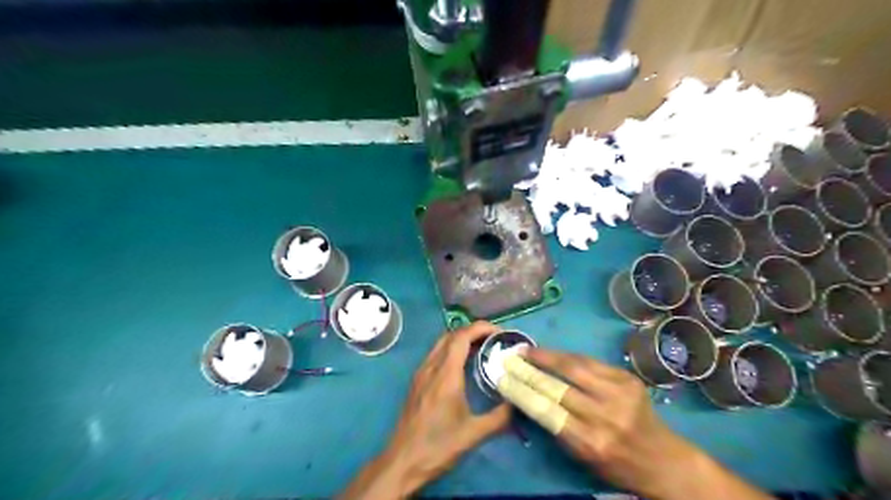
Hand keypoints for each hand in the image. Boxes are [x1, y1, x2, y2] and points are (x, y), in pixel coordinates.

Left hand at [340, 323, 507, 498]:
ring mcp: (421, 373)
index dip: (481, 328)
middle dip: (473, 330)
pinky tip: (463, 365)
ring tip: (482, 348)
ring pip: (441, 343)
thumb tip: (517, 402)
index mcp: (445, 374)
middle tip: (494, 339)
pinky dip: (452, 350)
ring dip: (462, 339)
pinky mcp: (417, 381)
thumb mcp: (474, 434)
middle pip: (451, 335)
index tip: (500, 333)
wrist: (403, 461)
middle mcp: (431, 367)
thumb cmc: (438, 446)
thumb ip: (500, 417)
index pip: (462, 336)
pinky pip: (435, 354)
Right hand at [523, 347, 772, 499]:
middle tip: (509, 358)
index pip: (546, 410)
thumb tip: (529, 396)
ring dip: (545, 356)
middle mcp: (605, 416)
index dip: (520, 391)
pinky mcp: (628, 378)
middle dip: (529, 370)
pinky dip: (567, 356)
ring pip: (573, 366)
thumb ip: (557, 426)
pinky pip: (590, 362)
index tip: (502, 378)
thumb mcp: (582, 456)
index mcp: (591, 442)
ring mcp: (620, 393)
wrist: (663, 459)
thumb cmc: (616, 464)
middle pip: (557, 385)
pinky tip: (552, 353)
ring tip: (527, 351)